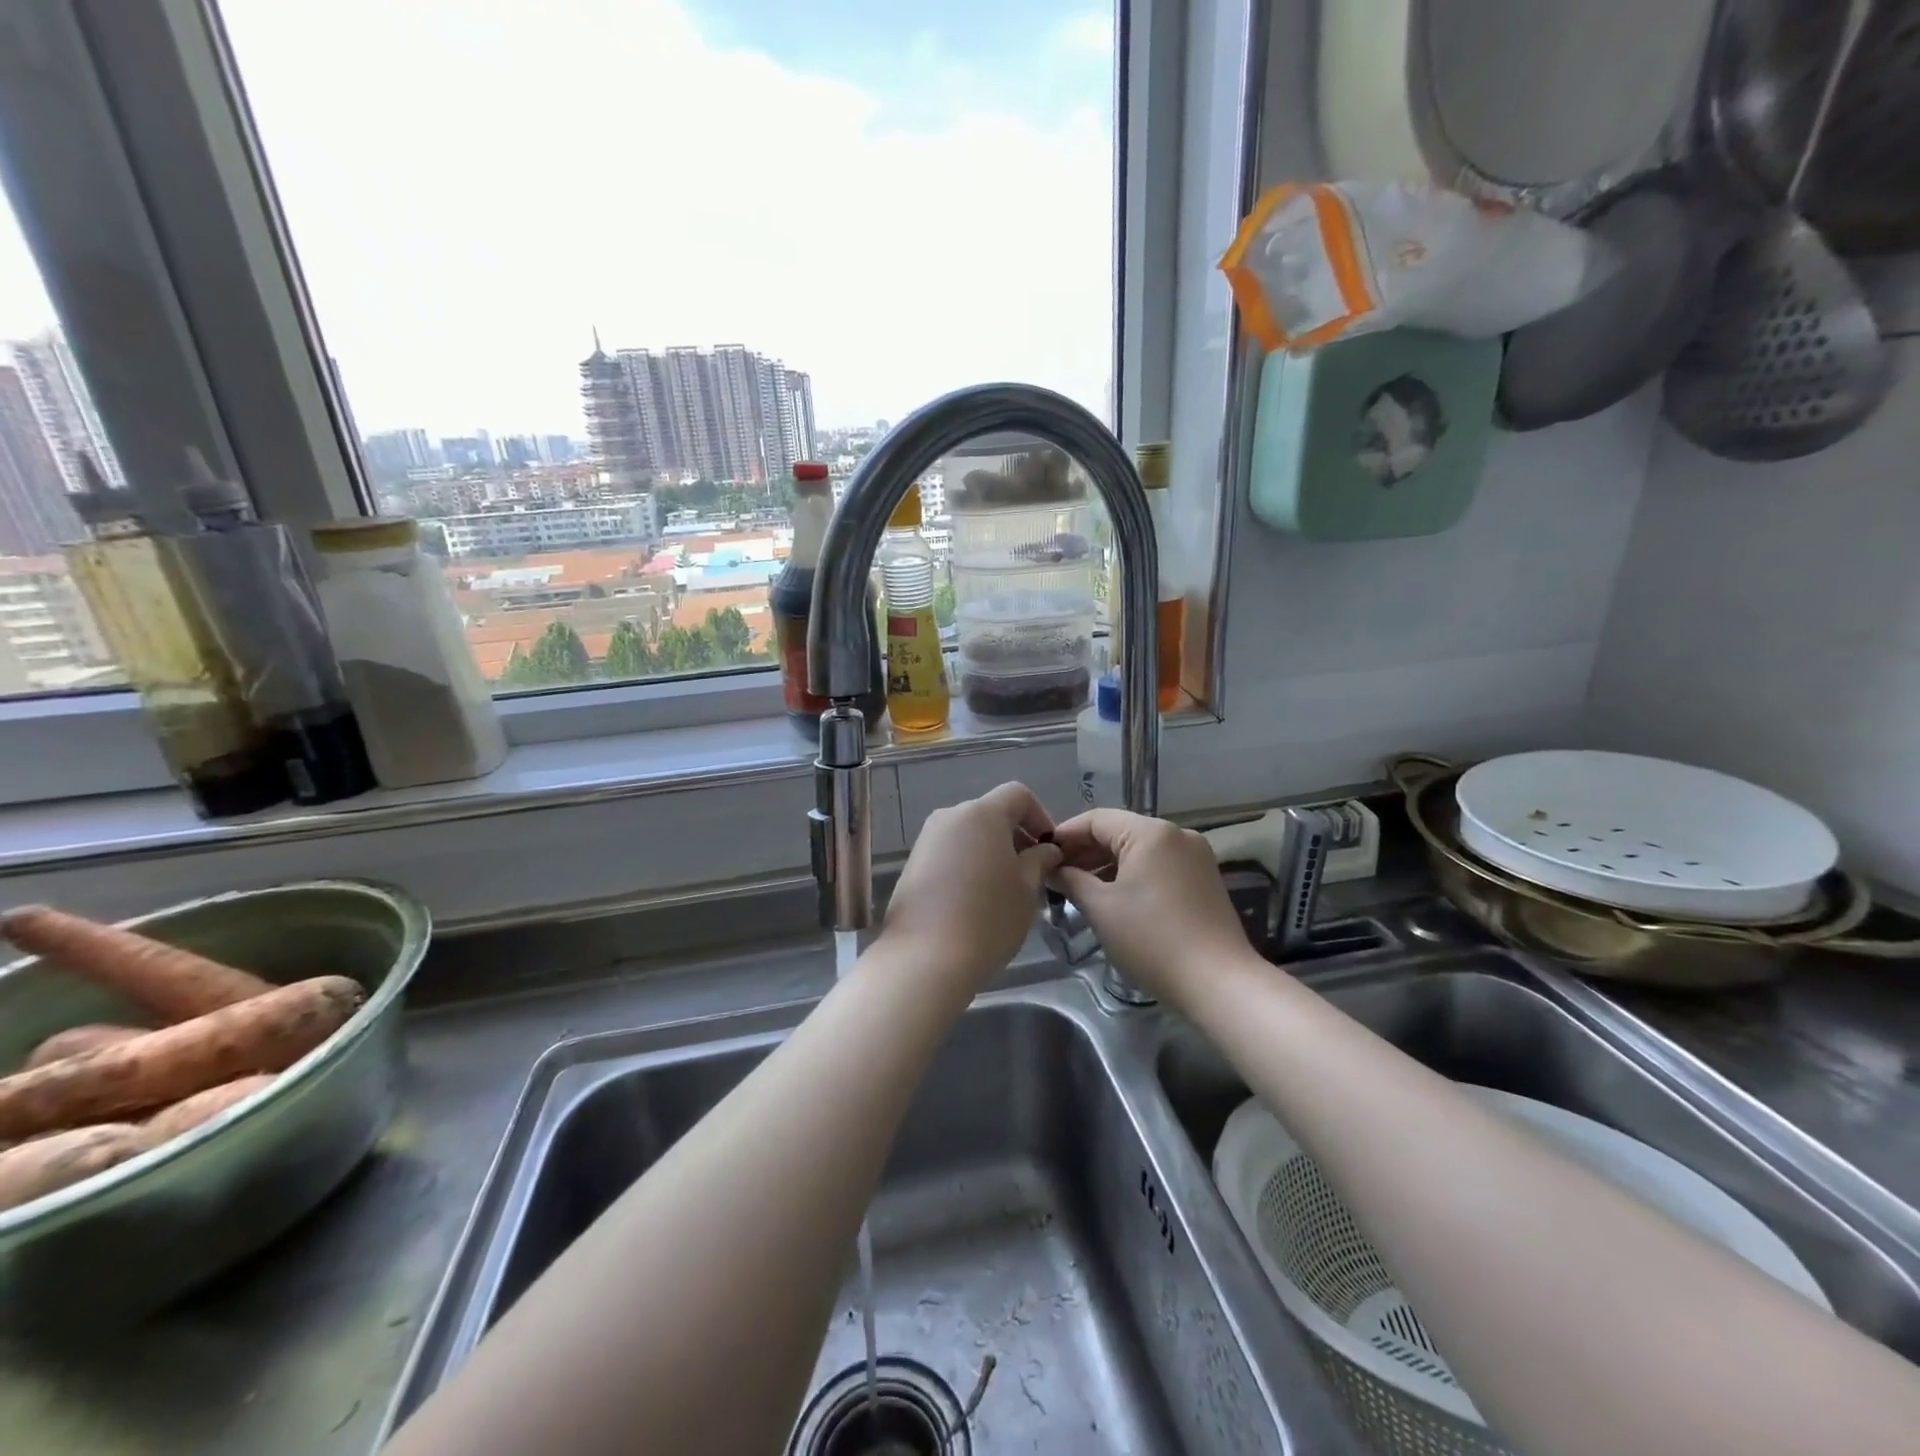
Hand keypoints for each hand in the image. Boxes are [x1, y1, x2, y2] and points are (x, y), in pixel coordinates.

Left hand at [878, 783, 1062, 988]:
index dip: (1040, 816)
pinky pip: (949, 852)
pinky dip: (968, 864)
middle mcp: (950, 817)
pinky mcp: (913, 864)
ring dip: (991, 851)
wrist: (925, 959)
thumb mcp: (1026, 889)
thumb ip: (1039, 860)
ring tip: (1004, 889)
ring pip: (969, 834)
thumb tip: (1046, 850)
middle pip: (991, 813)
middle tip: (1031, 872)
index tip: (1049, 850)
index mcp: (982, 814)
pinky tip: (975, 899)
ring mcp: (926, 839)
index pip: (1018, 795)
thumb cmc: (988, 919)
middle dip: (1015, 836)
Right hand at [1049, 809, 1250, 1005]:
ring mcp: (1195, 856)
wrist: (1218, 982)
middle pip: (1120, 831)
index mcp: (1151, 832)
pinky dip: (1133, 875)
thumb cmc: (1152, 939)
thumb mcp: (1101, 908)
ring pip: (1140, 849)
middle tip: (1056, 875)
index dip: (1065, 834)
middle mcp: (1177, 834)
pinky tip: (1114, 897)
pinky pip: (1159, 865)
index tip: (1041, 854)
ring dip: (1108, 864)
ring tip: (1080, 889)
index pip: (1097, 819)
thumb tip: (1052, 869)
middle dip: (1086, 851)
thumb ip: (1071, 880)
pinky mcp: (1204, 879)